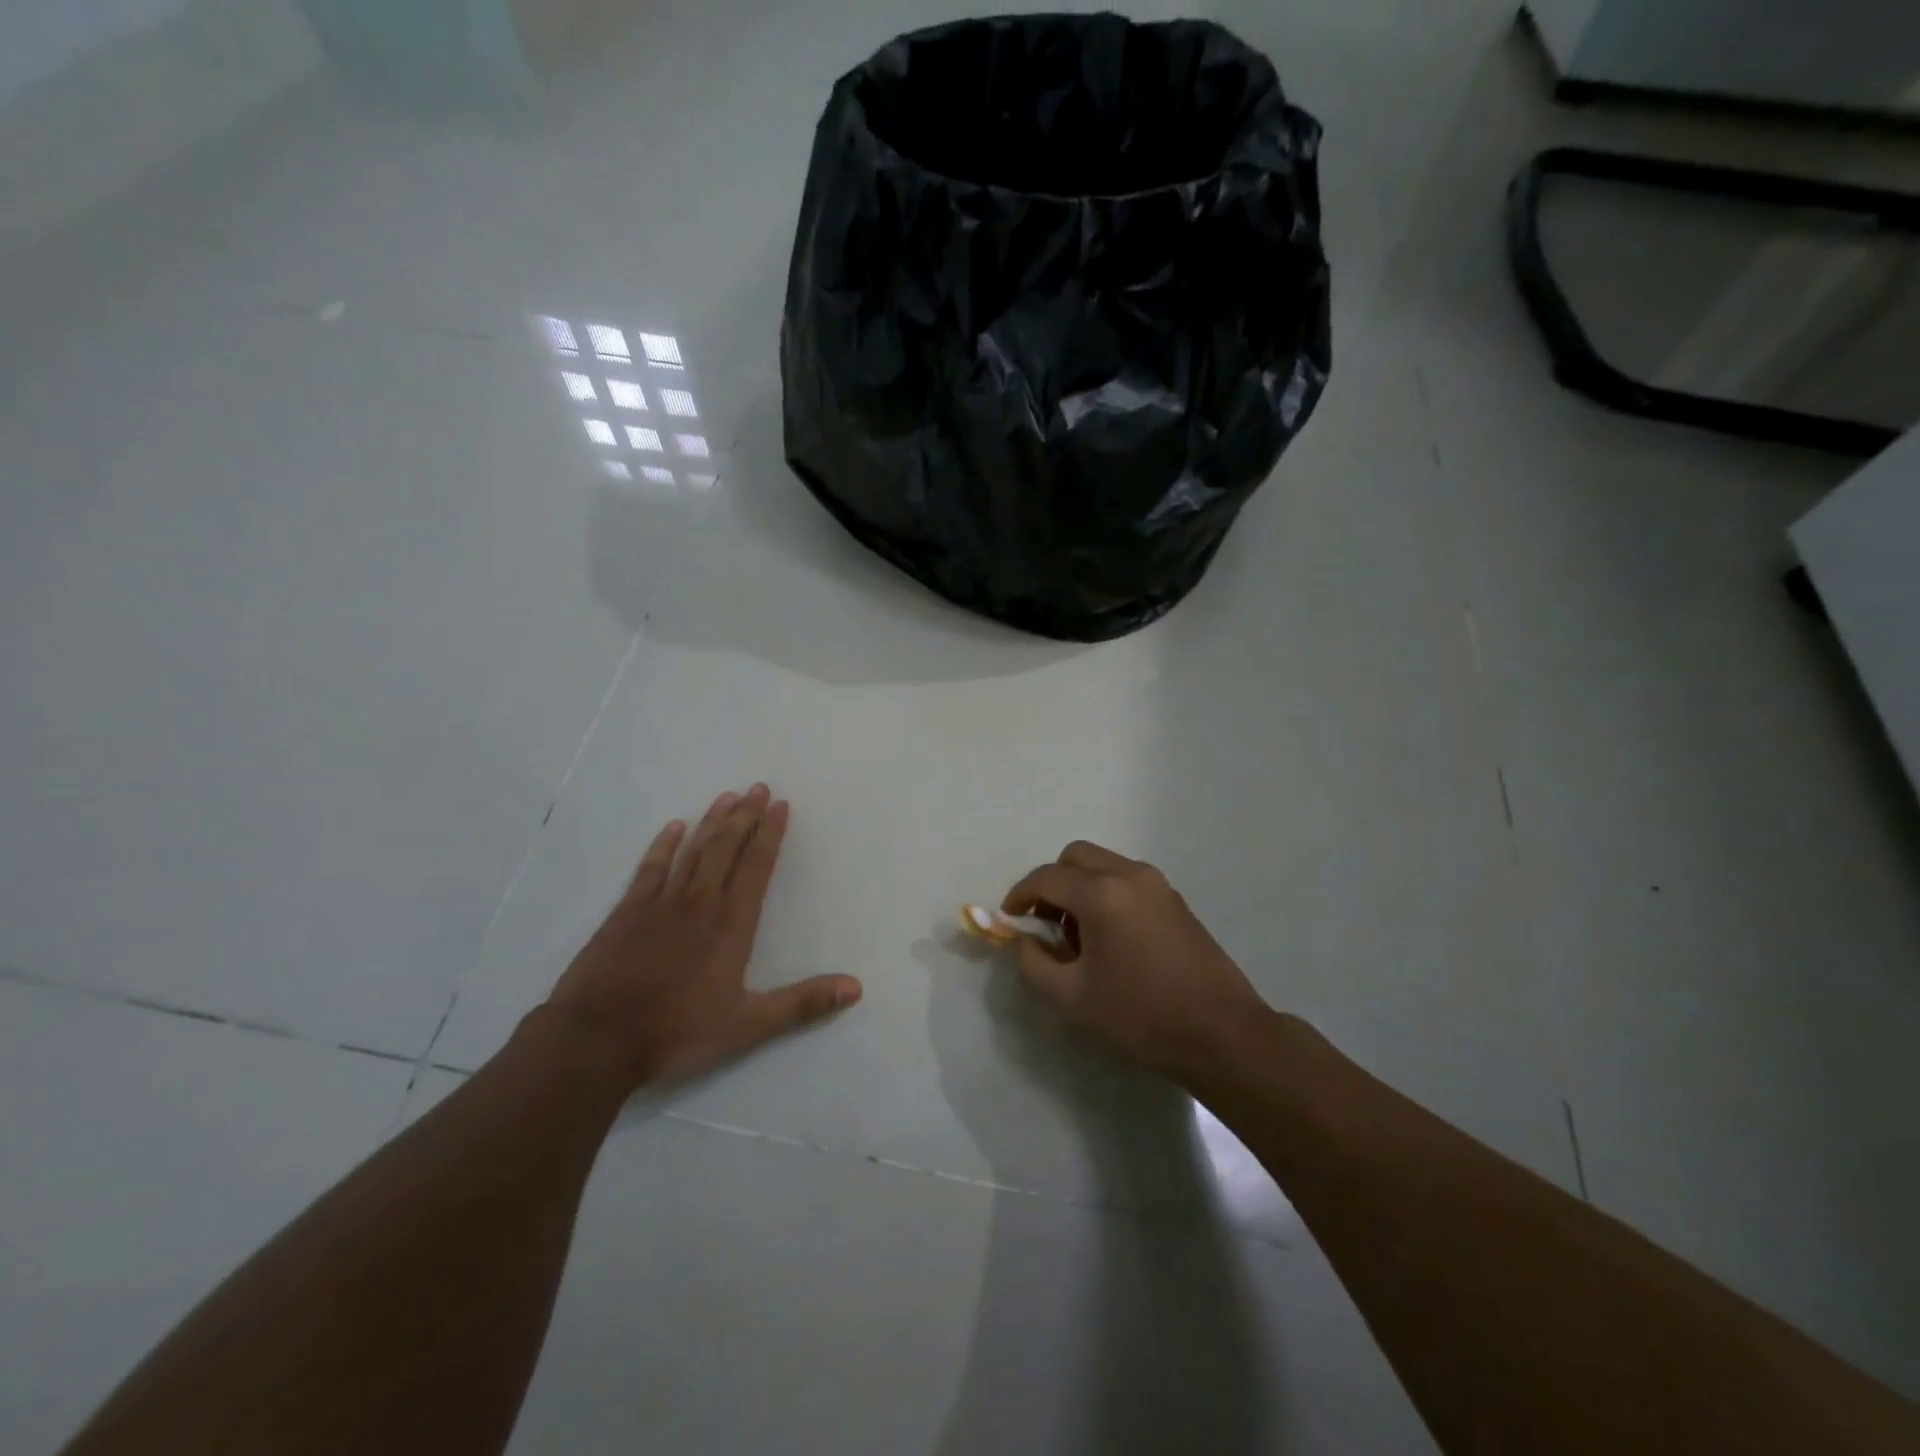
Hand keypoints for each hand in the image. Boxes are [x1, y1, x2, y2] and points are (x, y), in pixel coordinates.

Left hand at [544, 785, 861, 1091]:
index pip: (756, 867)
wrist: (596, 1040)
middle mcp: (700, 903)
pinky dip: (664, 845)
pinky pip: (650, 868)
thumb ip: (802, 1003)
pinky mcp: (627, 912)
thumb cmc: (676, 1032)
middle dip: (745, 816)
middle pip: (726, 849)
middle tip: (757, 787)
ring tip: (727, 796)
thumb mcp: (747, 1025)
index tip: (780, 805)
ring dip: (712, 822)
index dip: (770, 834)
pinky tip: (674, 827)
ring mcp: (660, 904)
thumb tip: (855, 987)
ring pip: (693, 851)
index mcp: (731, 925)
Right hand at [1002, 841, 1270, 1084]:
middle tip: (1043, 921)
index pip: (1047, 878)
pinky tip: (1110, 939)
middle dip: (1052, 882)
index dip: (1020, 895)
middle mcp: (1130, 875)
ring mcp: (1158, 885)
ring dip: (1080, 887)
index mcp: (1102, 894)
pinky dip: (1106, 893)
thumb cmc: (1141, 1016)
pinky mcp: (1176, 900)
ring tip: (1077, 936)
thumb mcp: (1071, 999)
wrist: (1222, 1033)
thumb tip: (1022, 939)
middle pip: (1076, 857)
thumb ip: (1033, 963)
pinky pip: (1127, 880)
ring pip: (1104, 865)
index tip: (1009, 918)